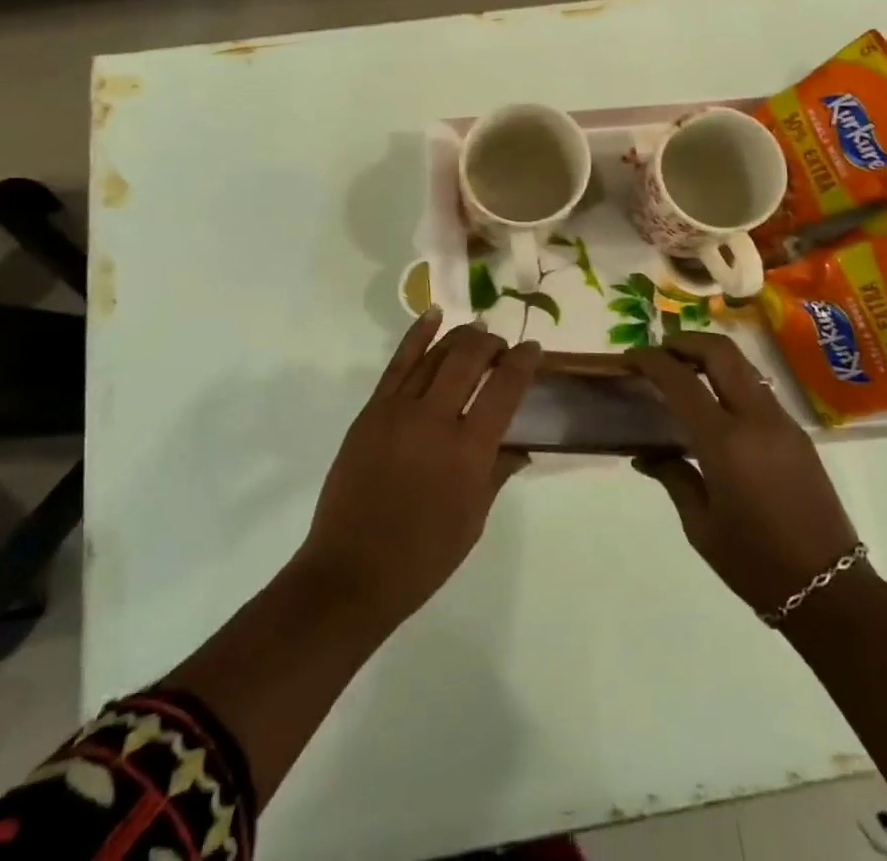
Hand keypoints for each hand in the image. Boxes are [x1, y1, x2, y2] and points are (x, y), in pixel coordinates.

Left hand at [298, 309, 539, 627]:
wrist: (352, 571)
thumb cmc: (422, 557)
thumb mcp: (473, 520)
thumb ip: (496, 473)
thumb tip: (520, 446)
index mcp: (468, 452)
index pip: (504, 390)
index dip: (523, 363)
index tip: (534, 350)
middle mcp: (435, 420)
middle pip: (469, 359)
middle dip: (491, 344)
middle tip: (501, 345)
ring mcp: (399, 410)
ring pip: (435, 355)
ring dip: (460, 337)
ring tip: (477, 329)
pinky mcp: (372, 410)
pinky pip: (398, 363)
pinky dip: (417, 336)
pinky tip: (433, 316)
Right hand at [627, 333, 860, 615]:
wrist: (832, 591)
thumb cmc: (755, 563)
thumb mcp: (701, 526)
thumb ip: (673, 477)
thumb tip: (645, 455)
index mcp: (726, 443)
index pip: (680, 380)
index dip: (650, 361)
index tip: (628, 359)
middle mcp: (756, 420)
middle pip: (720, 352)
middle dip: (685, 342)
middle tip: (658, 353)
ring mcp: (782, 422)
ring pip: (742, 365)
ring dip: (709, 357)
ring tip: (682, 374)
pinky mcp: (797, 433)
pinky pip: (757, 389)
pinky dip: (729, 380)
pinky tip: (713, 405)